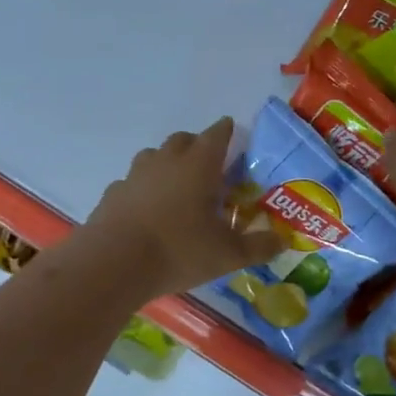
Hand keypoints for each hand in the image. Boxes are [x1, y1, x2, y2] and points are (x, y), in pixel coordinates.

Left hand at [84, 117, 283, 297]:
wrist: (114, 263)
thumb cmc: (178, 250)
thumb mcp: (227, 255)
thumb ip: (258, 246)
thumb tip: (282, 242)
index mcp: (198, 165)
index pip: (216, 135)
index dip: (226, 132)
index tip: (231, 132)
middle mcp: (166, 161)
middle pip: (183, 139)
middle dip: (197, 145)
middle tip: (208, 167)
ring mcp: (134, 175)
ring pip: (153, 157)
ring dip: (167, 164)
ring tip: (177, 188)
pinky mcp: (113, 194)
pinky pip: (133, 182)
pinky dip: (143, 189)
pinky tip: (147, 210)